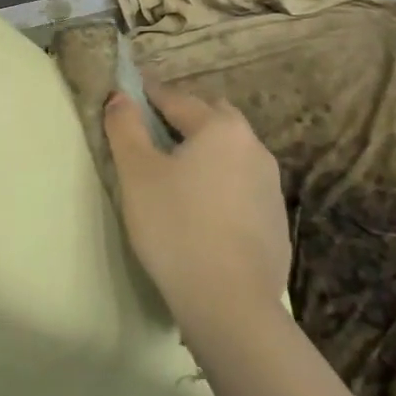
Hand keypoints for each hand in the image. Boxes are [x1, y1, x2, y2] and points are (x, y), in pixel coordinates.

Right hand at [104, 82, 289, 350]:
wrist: (230, 302)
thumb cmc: (175, 226)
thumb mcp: (137, 173)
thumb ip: (125, 128)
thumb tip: (119, 96)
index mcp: (220, 129)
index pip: (178, 99)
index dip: (150, 95)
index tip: (130, 93)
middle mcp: (253, 148)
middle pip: (214, 120)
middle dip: (185, 118)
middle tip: (153, 133)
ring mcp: (271, 187)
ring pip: (232, 154)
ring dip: (207, 153)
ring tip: (177, 174)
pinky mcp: (276, 222)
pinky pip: (243, 188)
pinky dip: (221, 186)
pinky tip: (202, 212)